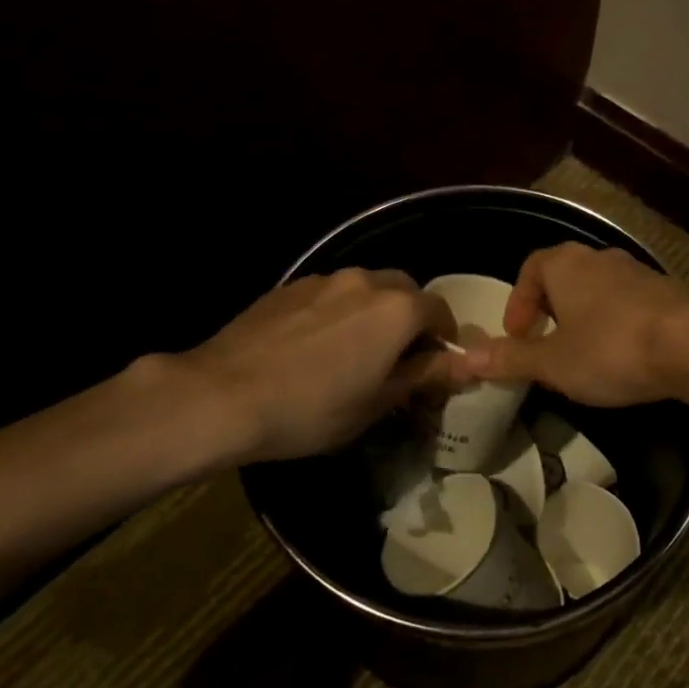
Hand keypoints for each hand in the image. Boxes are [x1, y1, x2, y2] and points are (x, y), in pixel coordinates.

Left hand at [191, 270, 457, 462]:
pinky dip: (337, 312)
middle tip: (396, 358)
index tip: (435, 366)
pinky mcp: (289, 286)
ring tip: (352, 351)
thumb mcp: (377, 402)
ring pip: (365, 289)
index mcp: (396, 309)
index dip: (444, 338)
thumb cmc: (311, 408)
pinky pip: (329, 294)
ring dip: (372, 312)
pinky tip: (314, 346)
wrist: (222, 395)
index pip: (439, 310)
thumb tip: (465, 364)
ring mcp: (323, 279)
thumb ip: (424, 375)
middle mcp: (365, 281)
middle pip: (404, 291)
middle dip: (410, 319)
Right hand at [455, 243, 688, 406]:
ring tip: (583, 354)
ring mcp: (638, 273)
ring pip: (599, 290)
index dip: (518, 301)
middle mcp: (601, 259)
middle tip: (546, 344)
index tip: (516, 335)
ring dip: (585, 317)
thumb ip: (510, 359)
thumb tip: (464, 359)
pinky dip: (617, 323)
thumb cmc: (611, 349)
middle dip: (551, 309)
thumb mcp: (552, 362)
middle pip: (565, 276)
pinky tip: (623, 356)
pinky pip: (629, 304)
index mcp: (566, 265)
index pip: (531, 268)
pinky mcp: (668, 293)